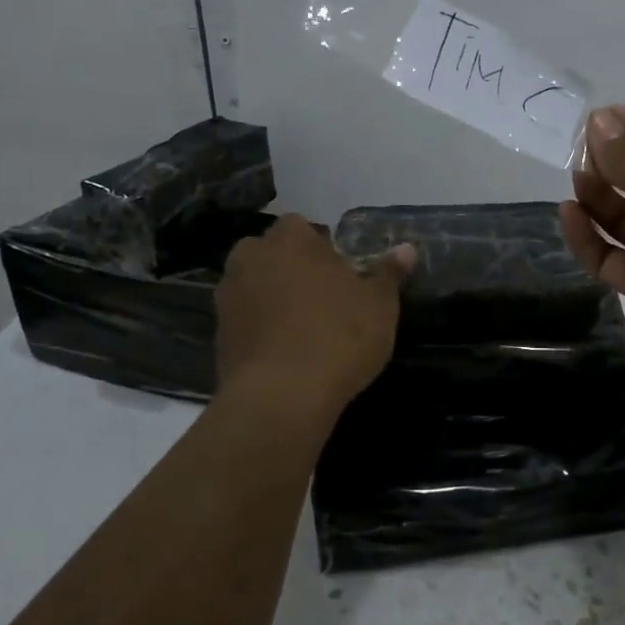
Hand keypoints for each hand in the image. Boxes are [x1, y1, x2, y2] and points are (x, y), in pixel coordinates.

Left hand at [214, 214, 413, 420]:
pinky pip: (245, 320)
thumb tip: (405, 249)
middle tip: (323, 297)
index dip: (321, 246)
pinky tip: (285, 352)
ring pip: (255, 286)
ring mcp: (228, 296)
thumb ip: (388, 272)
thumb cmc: (338, 336)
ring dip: (273, 297)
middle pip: (273, 253)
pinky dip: (261, 328)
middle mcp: (251, 258)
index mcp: (290, 239)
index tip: (340, 272)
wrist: (281, 398)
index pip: (302, 226)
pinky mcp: (218, 335)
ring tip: (304, 328)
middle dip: (292, 268)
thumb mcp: (379, 304)